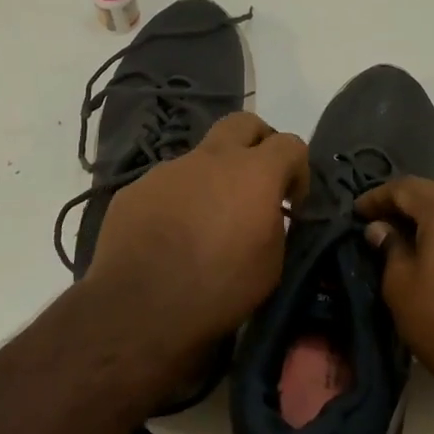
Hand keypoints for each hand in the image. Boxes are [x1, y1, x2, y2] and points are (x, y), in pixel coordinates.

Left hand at [86, 113, 307, 361]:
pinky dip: (177, 202)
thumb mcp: (270, 265)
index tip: (292, 202)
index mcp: (253, 173)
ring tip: (204, 223)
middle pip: (244, 123)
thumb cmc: (218, 290)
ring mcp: (169, 170)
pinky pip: (166, 186)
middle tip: (256, 181)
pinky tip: (169, 238)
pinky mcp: (135, 190)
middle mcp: (212, 159)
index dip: (298, 169)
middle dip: (258, 143)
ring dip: (211, 179)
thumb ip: (274, 224)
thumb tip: (267, 213)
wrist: (137, 310)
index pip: (290, 144)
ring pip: (200, 158)